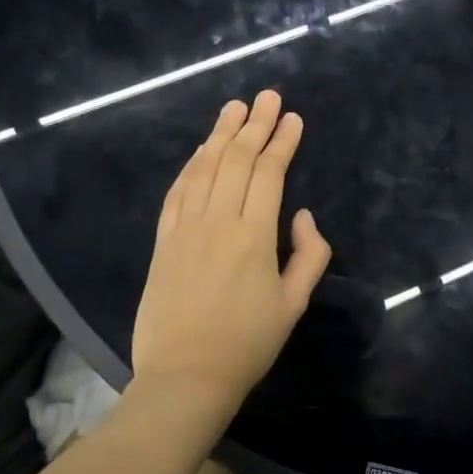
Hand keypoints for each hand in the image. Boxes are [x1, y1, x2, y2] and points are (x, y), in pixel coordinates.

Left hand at [129, 91, 331, 414]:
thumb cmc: (247, 344)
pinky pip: (177, 192)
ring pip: (205, 168)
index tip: (292, 117)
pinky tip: (201, 150)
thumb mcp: (294, 304)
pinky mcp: (163, 240)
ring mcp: (185, 228)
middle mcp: (219, 221)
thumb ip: (309, 255)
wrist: (185, 377)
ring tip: (234, 108)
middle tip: (267, 96)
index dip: (282, 141)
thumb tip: (304, 215)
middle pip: (237, 160)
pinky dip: (190, 166)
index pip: (269, 173)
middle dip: (254, 124)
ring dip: (220, 134)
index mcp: (255, 235)